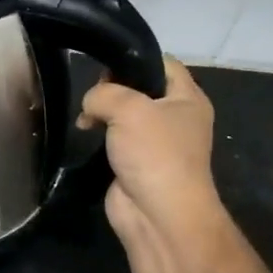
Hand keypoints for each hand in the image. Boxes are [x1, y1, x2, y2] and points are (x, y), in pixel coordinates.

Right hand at [78, 55, 222, 255]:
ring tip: (85, 118)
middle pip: (140, 88)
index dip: (134, 59)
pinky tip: (85, 134)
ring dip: (103, 112)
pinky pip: (116, 138)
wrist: (158, 213)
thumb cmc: (154, 153)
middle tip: (92, 94)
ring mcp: (155, 142)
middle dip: (112, 87)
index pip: (163, 64)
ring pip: (124, 114)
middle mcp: (175, 117)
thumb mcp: (129, 108)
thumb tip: (91, 104)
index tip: (104, 64)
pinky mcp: (136, 162)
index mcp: (188, 98)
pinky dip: (100, 135)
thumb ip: (104, 93)